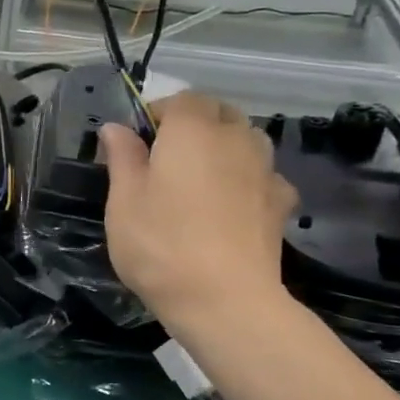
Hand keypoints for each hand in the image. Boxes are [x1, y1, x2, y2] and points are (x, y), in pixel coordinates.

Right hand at [98, 92, 297, 334]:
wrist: (225, 300)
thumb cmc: (160, 244)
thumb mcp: (123, 200)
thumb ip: (123, 157)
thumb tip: (118, 128)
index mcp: (191, 131)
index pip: (181, 99)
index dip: (159, 113)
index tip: (138, 141)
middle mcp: (235, 139)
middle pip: (220, 113)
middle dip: (195, 124)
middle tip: (166, 158)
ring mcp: (265, 171)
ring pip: (247, 140)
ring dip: (225, 147)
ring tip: (200, 179)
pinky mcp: (282, 203)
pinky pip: (263, 175)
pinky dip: (247, 179)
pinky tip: (231, 206)